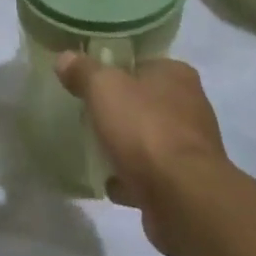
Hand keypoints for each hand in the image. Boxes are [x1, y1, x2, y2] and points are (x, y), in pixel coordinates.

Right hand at [55, 53, 229, 255]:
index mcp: (176, 75)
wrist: (182, 197)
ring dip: (125, 145)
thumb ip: (83, 71)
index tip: (88, 81)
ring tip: (93, 149)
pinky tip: (109, 183)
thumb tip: (65, 57)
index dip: (114, 70)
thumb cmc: (145, 129)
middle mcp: (189, 106)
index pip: (141, 63)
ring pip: (148, 139)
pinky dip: (131, 178)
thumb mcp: (104, 88)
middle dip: (119, 110)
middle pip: (144, 102)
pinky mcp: (184, 182)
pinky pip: (150, 174)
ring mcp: (189, 147)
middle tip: (87, 115)